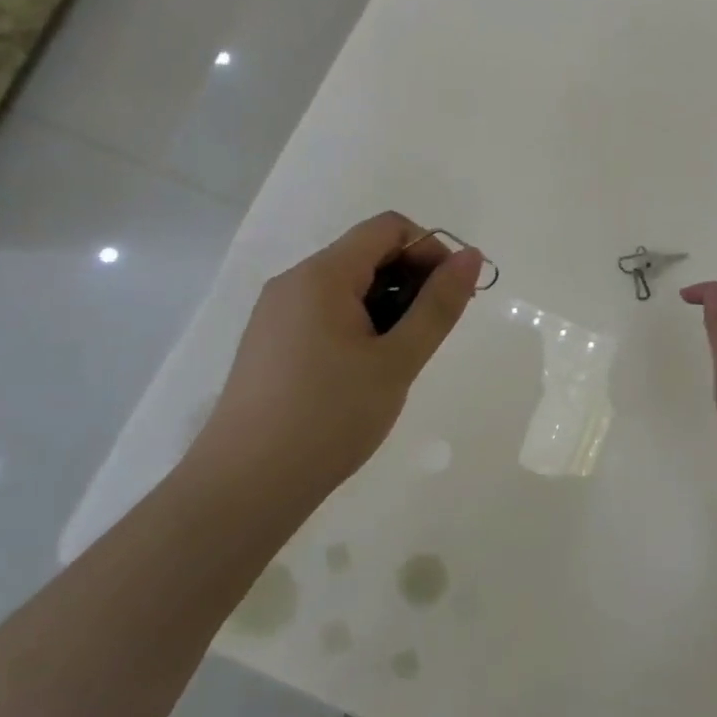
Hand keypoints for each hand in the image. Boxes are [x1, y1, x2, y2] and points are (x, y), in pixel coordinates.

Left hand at [188, 212, 483, 494]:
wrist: (244, 488)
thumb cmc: (329, 418)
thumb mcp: (396, 361)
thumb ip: (438, 306)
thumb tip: (472, 257)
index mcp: (322, 274)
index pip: (389, 228)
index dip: (430, 251)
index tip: (451, 298)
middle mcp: (294, 281)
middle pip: (367, 253)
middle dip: (411, 280)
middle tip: (431, 334)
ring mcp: (276, 312)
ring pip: (347, 285)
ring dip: (386, 305)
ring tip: (399, 359)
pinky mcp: (270, 342)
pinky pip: (324, 311)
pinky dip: (358, 324)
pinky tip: (365, 371)